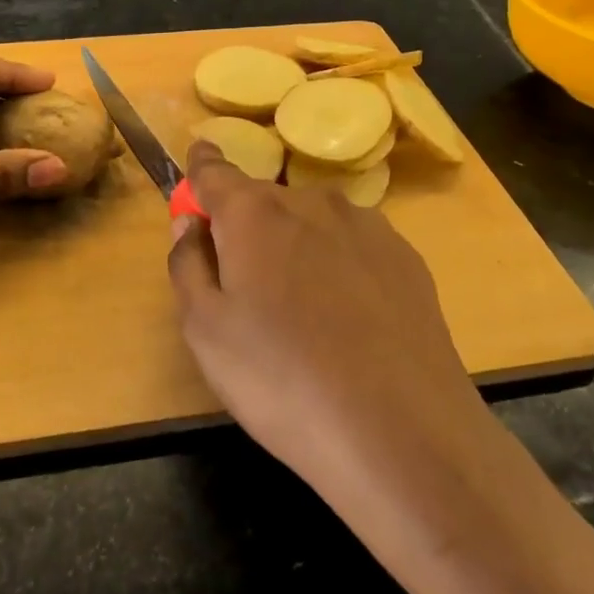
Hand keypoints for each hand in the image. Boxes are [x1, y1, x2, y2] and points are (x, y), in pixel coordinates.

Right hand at [166, 141, 491, 502]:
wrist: (401, 432)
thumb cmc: (282, 380)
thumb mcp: (205, 331)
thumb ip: (188, 263)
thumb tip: (190, 222)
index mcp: (254, 213)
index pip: (215, 170)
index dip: (201, 167)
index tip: (197, 162)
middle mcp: (312, 202)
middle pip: (264, 200)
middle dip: (247, 226)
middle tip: (244, 283)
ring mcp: (367, 226)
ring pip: (313, 222)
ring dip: (296, 245)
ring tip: (302, 310)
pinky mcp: (406, 257)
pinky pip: (354, 246)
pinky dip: (339, 264)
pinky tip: (349, 319)